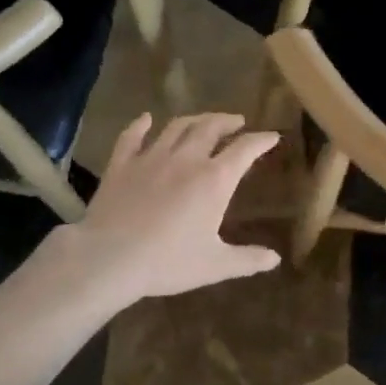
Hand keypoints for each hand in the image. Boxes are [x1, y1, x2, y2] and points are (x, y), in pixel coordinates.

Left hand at [61, 113, 280, 301]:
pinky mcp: (121, 164)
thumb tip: (275, 259)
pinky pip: (132, 136)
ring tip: (203, 120)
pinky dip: (140, 125)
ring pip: (177, 127)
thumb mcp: (215, 265)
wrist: (110, 258)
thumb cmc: (168, 262)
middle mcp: (186, 159)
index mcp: (214, 180)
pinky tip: (145, 119)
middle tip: (237, 121)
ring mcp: (151, 157)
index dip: (261, 141)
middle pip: (210, 128)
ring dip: (194, 119)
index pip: (245, 150)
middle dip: (227, 121)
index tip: (272, 136)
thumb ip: (247, 260)